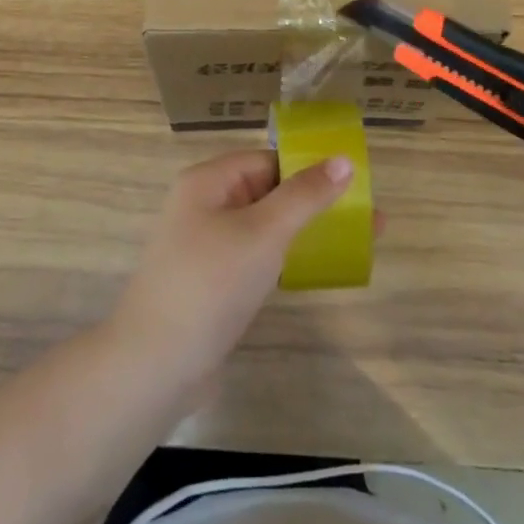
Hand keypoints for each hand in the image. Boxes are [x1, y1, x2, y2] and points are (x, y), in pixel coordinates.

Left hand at [112, 149, 358, 389]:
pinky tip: (316, 271)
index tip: (354, 183)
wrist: (156, 365)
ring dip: (305, 231)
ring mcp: (207, 246)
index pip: (267, 160)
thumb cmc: (211, 283)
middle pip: (267, 191)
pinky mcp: (213, 283)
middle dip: (314, 202)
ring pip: (264, 227)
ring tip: (355, 242)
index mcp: (208, 181)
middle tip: (366, 216)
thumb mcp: (263, 232)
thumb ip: (304, 196)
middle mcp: (204, 206)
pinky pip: (256, 258)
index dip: (308, 167)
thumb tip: (343, 159)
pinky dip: (286, 259)